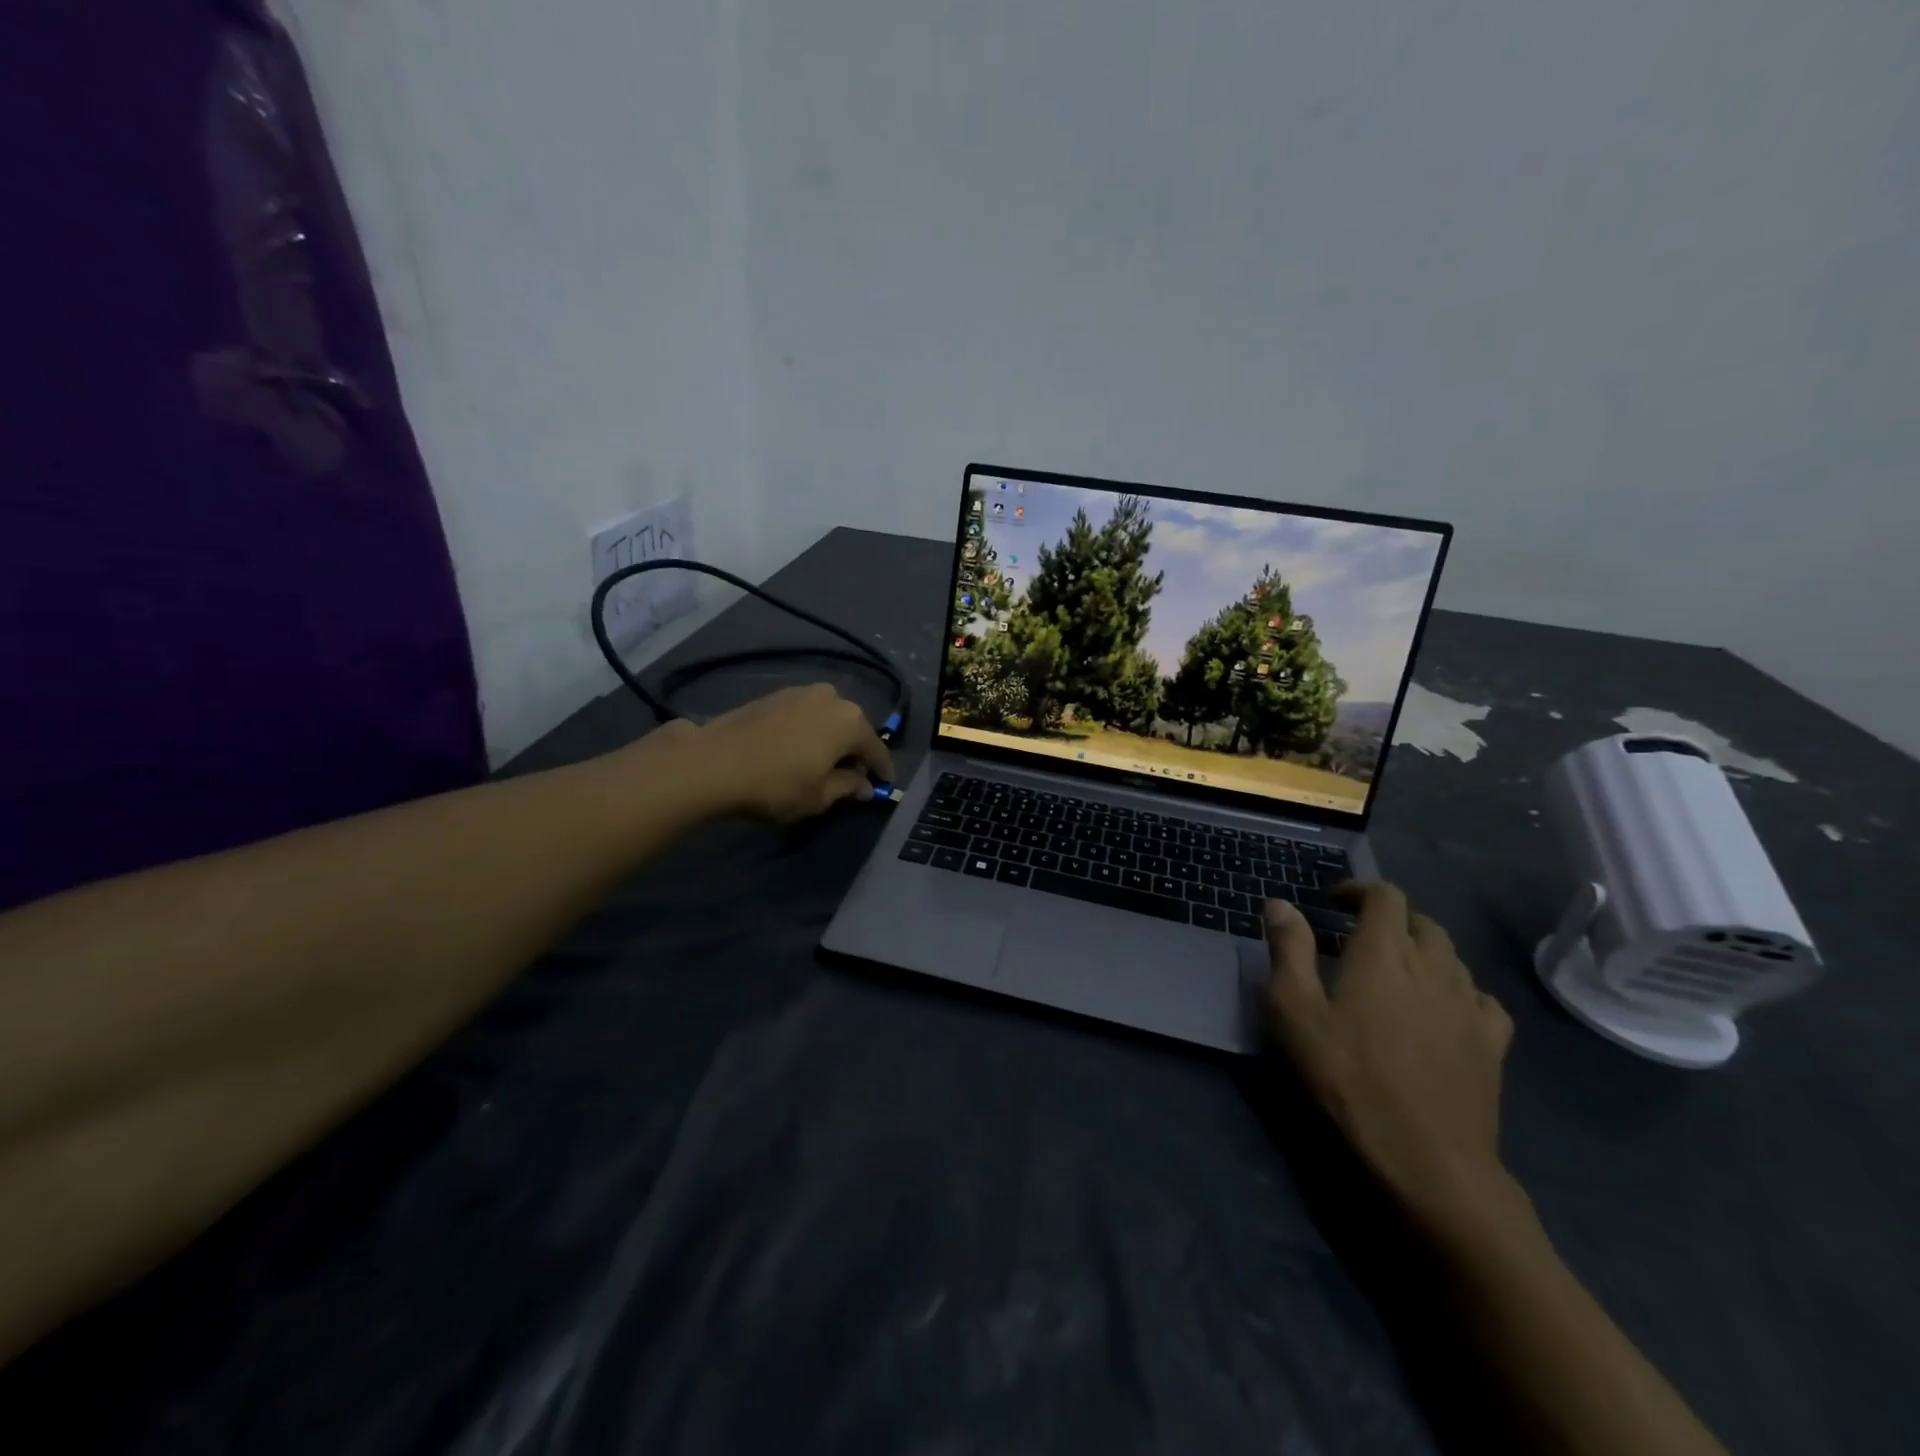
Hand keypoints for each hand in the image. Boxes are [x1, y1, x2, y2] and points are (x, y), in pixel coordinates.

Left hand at [679, 684, 894, 822]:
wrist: (714, 762)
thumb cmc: (777, 784)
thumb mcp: (819, 796)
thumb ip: (848, 787)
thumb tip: (865, 786)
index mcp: (851, 721)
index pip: (876, 749)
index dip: (882, 771)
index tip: (884, 786)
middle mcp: (831, 698)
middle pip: (853, 729)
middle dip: (855, 752)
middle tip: (851, 776)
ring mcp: (801, 692)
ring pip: (828, 718)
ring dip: (830, 738)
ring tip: (822, 762)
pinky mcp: (774, 695)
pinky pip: (804, 715)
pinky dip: (808, 730)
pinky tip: (797, 749)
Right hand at [1262, 884, 1515, 1230]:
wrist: (1426, 1160)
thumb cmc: (1346, 1077)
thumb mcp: (1295, 1011)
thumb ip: (1288, 950)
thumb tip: (1280, 903)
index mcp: (1385, 951)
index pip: (1384, 895)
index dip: (1358, 889)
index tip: (1332, 902)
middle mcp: (1434, 965)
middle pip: (1421, 921)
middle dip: (1389, 918)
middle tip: (1356, 938)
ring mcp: (1470, 1005)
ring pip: (1451, 956)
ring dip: (1421, 950)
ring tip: (1394, 973)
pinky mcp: (1493, 1044)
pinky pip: (1481, 998)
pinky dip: (1458, 989)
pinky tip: (1443, 1010)